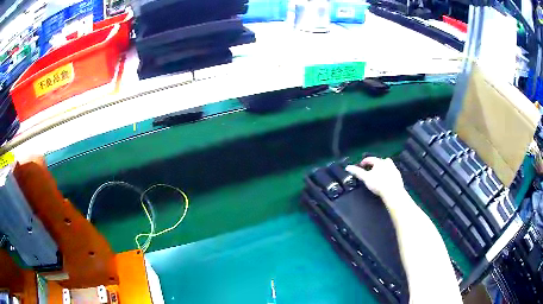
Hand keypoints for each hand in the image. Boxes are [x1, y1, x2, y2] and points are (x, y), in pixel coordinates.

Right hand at [345, 157, 404, 199]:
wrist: (393, 192)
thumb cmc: (378, 184)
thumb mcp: (366, 178)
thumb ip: (357, 172)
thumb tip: (348, 167)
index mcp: (379, 162)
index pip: (370, 159)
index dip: (364, 162)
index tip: (360, 166)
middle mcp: (387, 163)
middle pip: (379, 161)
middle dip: (374, 165)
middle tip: (369, 170)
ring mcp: (394, 169)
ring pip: (386, 166)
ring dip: (382, 169)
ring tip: (378, 175)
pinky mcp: (398, 175)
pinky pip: (391, 172)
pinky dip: (388, 174)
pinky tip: (385, 180)